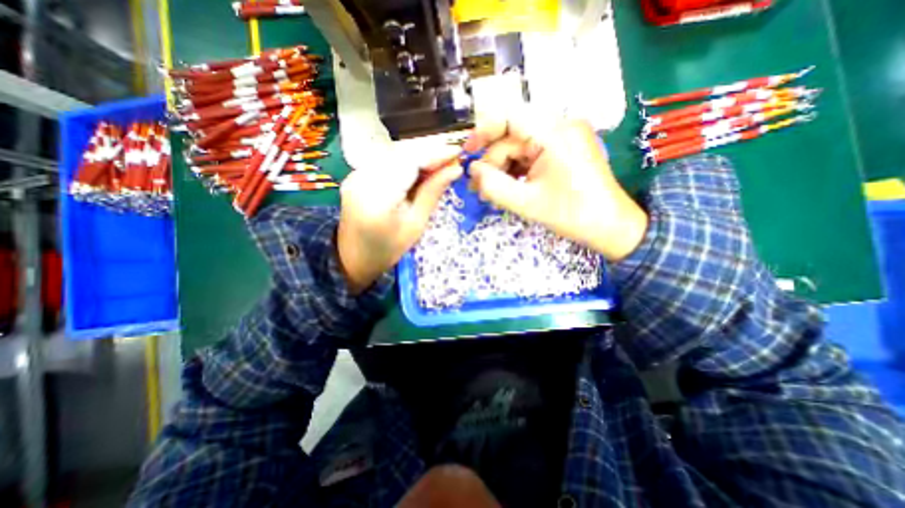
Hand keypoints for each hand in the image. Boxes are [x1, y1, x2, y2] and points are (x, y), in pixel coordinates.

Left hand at [337, 145, 460, 292]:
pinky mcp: (356, 175)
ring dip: (419, 156)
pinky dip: (406, 162)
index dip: (435, 154)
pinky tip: (419, 170)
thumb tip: (455, 169)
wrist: (353, 259)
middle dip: (429, 153)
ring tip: (440, 165)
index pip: (410, 162)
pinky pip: (385, 161)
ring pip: (394, 154)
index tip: (458, 152)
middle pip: (401, 153)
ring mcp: (356, 175)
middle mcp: (362, 178)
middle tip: (452, 159)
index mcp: (378, 197)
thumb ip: (432, 193)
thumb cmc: (388, 249)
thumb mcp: (416, 225)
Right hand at [462, 109, 647, 260]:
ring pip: (520, 146)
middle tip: (479, 187)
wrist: (610, 226)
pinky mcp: (565, 149)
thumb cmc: (571, 214)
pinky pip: (532, 153)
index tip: (468, 154)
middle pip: (512, 136)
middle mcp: (560, 126)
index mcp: (554, 133)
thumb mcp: (526, 203)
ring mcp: (564, 137)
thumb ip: (493, 186)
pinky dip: (517, 169)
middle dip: (493, 162)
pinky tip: (510, 187)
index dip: (483, 132)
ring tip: (492, 192)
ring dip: (503, 167)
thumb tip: (473, 171)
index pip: (509, 117)